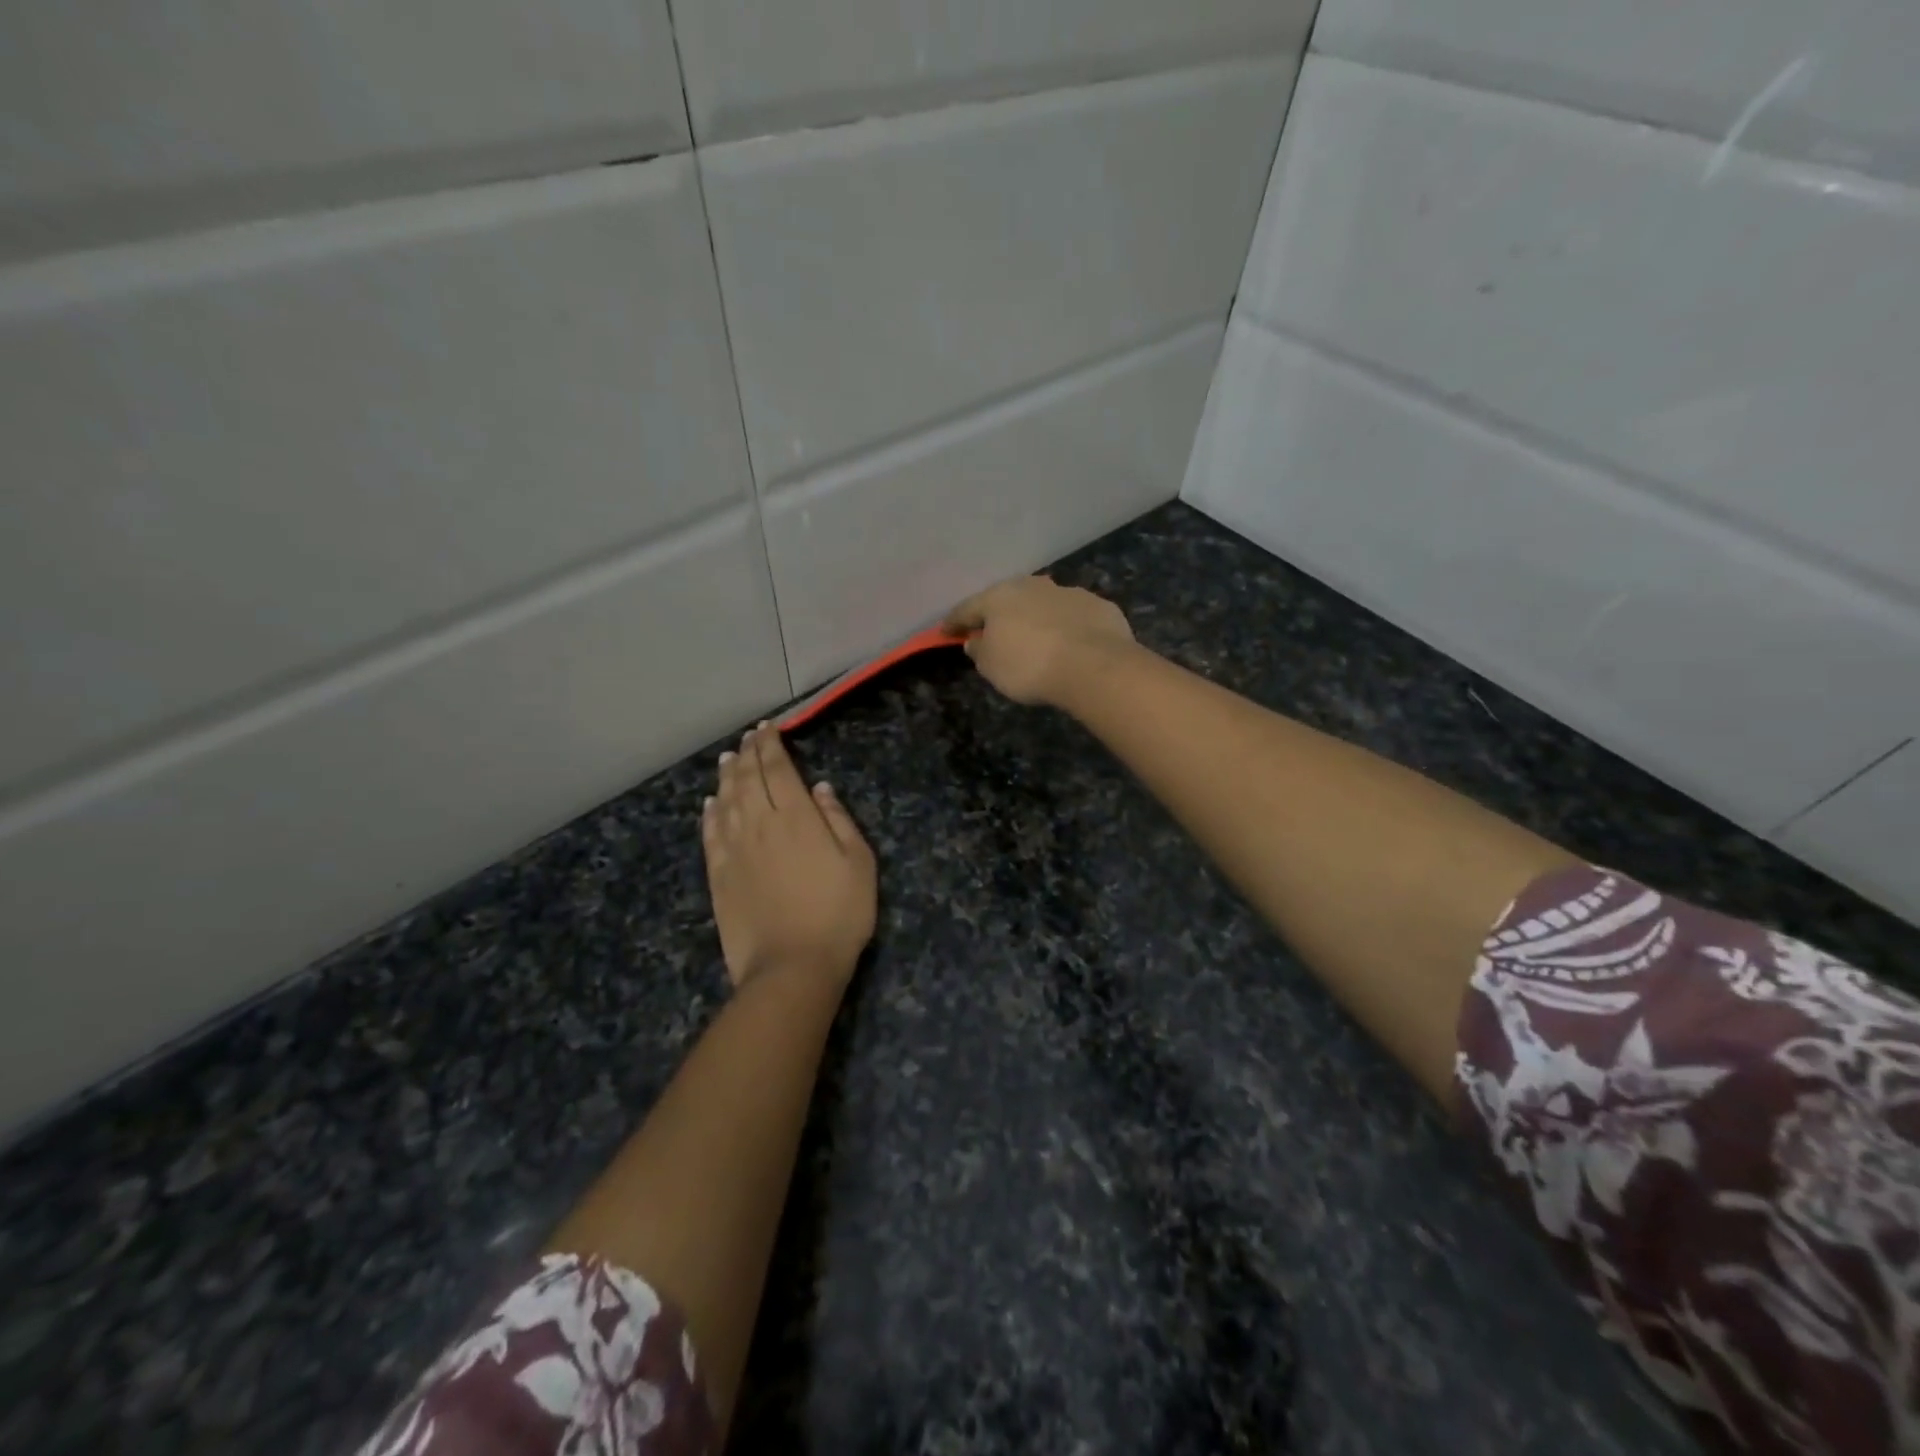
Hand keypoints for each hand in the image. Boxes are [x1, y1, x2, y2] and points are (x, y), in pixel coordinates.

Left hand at [703, 725, 876, 991]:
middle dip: (748, 753)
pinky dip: (709, 813)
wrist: (792, 966)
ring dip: (726, 776)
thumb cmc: (838, 914)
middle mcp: (759, 824)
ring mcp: (734, 850)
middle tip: (749, 737)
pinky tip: (710, 803)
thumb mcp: (859, 863)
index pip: (778, 769)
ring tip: (728, 759)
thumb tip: (819, 788)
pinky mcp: (718, 876)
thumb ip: (838, 821)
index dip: (771, 745)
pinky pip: (710, 834)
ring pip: (726, 801)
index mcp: (796, 817)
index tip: (768, 728)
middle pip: (748, 779)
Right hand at [944, 576, 1135, 707]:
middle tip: (993, 632)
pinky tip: (1070, 643)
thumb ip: (979, 651)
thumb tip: (976, 641)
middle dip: (999, 614)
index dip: (954, 622)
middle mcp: (1033, 586)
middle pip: (1008, 599)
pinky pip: (1074, 617)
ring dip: (1036, 618)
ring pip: (1044, 604)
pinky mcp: (1099, 606)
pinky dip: (1067, 627)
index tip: (944, 632)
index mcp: (999, 596)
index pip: (967, 608)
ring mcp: (1069, 592)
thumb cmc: (1029, 666)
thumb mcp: (991, 667)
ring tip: (1036, 638)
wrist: (1094, 666)